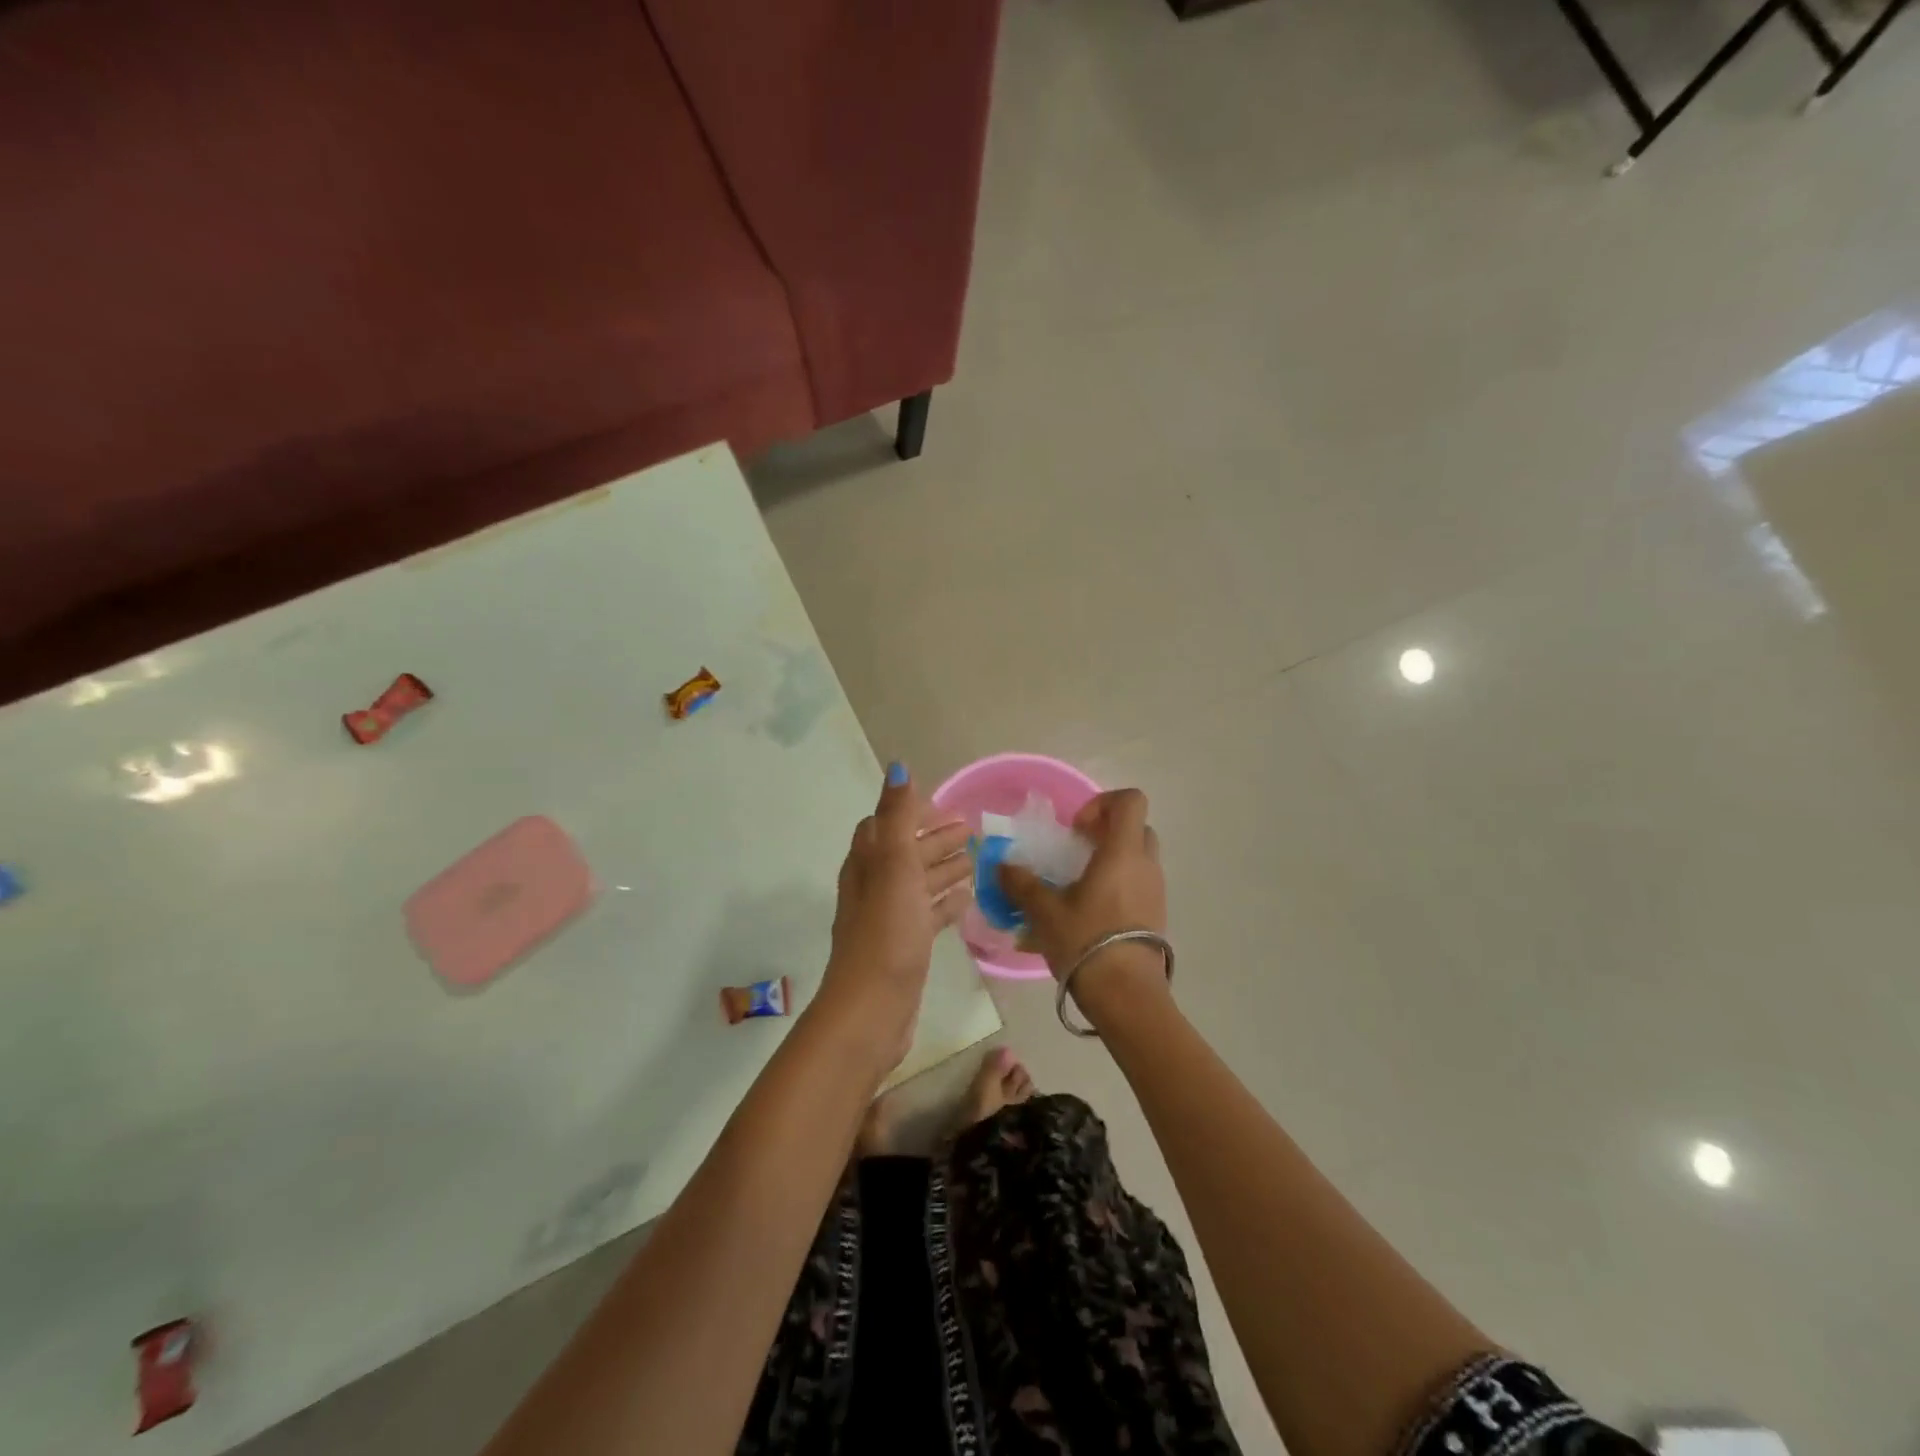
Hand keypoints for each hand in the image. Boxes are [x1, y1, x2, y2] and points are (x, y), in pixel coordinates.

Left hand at [815, 764, 971, 1071]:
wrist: (873, 1007)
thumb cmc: (886, 931)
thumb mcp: (894, 865)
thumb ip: (899, 816)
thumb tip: (897, 767)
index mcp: (867, 863)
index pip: (886, 824)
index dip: (913, 813)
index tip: (948, 809)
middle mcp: (874, 886)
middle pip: (906, 852)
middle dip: (935, 838)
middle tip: (972, 831)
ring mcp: (889, 918)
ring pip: (918, 882)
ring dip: (943, 867)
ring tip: (976, 860)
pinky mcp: (905, 946)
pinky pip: (927, 913)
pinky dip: (946, 901)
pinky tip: (967, 898)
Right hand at [998, 788, 1170, 1012]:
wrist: (1127, 995)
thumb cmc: (1086, 941)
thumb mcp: (1044, 911)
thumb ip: (1021, 883)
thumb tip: (1001, 866)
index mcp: (1123, 852)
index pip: (1130, 801)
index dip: (1102, 803)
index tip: (1076, 829)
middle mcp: (1146, 865)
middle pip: (1135, 828)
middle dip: (1105, 832)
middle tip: (1075, 853)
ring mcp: (1156, 891)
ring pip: (1137, 859)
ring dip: (1109, 862)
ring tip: (1076, 887)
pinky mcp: (1156, 916)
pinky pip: (1138, 885)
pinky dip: (1116, 887)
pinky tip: (1087, 913)